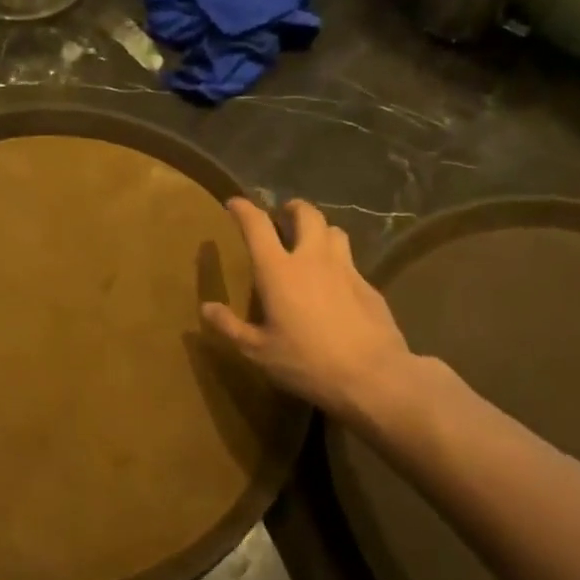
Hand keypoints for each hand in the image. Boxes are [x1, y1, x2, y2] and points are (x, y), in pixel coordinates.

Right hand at [202, 197, 416, 421]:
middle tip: (283, 216)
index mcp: (278, 270)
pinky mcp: (369, 286)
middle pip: (306, 214)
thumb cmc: (307, 362)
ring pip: (334, 231)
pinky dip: (338, 260)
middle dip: (292, 208)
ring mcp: (345, 269)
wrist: (373, 376)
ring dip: (319, 230)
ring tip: (311, 243)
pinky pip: (350, 260)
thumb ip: (230, 326)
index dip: (243, 209)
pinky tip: (334, 283)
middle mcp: (312, 258)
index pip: (257, 225)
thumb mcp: (258, 351)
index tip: (234, 204)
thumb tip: (207, 307)